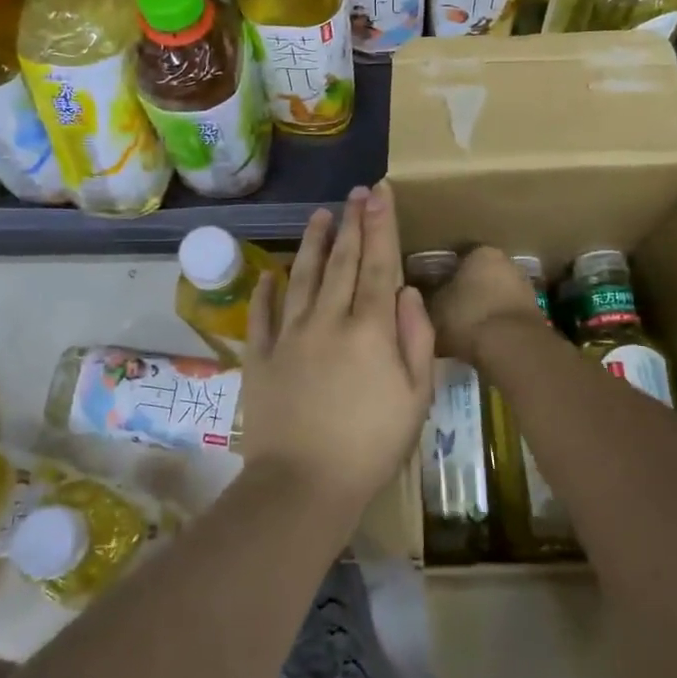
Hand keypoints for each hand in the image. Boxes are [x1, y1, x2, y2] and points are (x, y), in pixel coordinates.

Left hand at [239, 183, 433, 517]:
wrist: (302, 485)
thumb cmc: (370, 446)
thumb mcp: (415, 398)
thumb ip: (416, 338)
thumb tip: (406, 291)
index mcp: (370, 329)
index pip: (379, 264)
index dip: (381, 226)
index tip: (380, 193)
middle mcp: (328, 319)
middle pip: (342, 262)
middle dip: (352, 223)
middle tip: (356, 193)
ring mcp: (289, 335)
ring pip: (302, 276)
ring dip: (313, 243)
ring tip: (320, 215)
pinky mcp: (260, 356)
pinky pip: (262, 313)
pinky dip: (265, 289)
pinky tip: (269, 272)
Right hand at [426, 246, 543, 362]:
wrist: (512, 348)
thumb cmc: (467, 317)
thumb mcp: (433, 307)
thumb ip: (429, 297)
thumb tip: (424, 297)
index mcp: (481, 252)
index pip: (458, 258)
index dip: (443, 277)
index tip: (432, 293)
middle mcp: (508, 262)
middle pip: (480, 276)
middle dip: (466, 292)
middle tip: (446, 312)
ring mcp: (526, 288)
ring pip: (496, 296)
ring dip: (483, 309)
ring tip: (463, 330)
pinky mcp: (536, 315)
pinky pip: (507, 316)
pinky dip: (496, 325)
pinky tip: (483, 341)